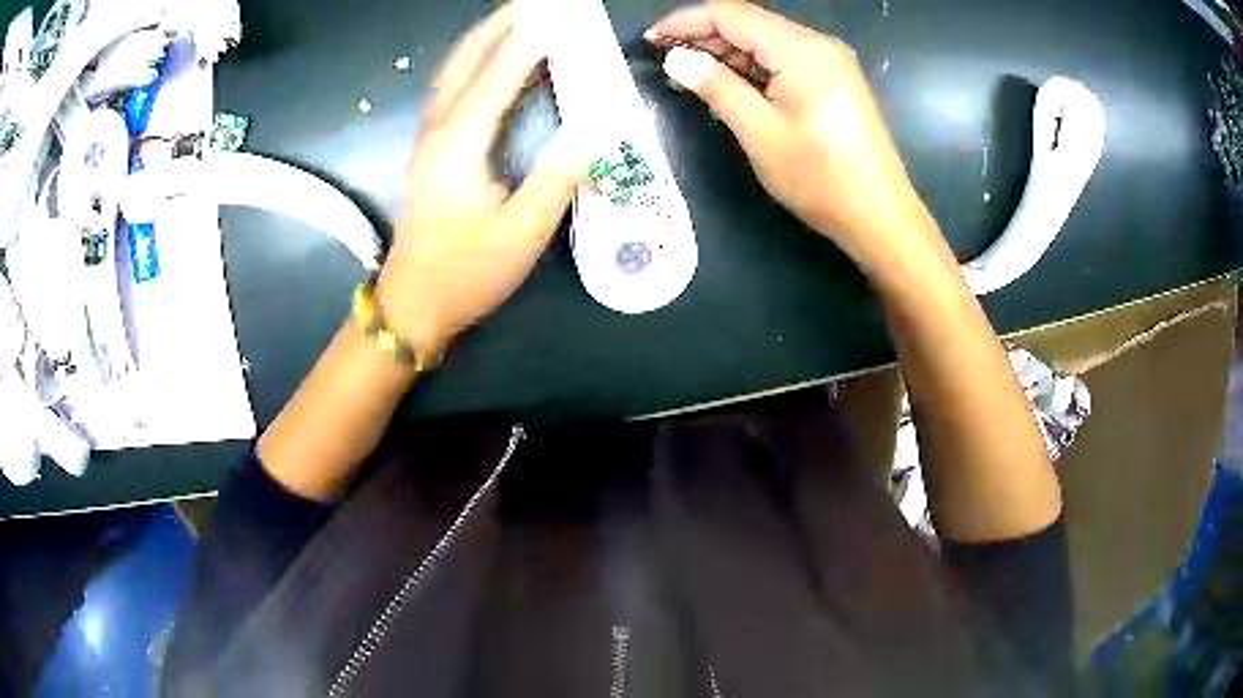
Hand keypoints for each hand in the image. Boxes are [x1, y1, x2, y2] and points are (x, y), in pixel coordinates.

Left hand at [377, 5, 583, 357]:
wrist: (415, 304)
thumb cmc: (467, 274)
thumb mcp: (521, 234)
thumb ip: (556, 178)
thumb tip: (592, 129)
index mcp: (459, 148)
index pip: (496, 80)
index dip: (527, 44)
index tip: (554, 16)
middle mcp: (437, 133)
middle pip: (464, 64)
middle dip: (497, 27)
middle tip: (530, 3)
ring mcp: (428, 140)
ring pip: (452, 74)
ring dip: (481, 40)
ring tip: (511, 18)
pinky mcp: (429, 151)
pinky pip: (449, 91)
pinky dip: (470, 64)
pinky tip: (486, 60)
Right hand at [647, 3, 940, 274]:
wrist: (880, 216)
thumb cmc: (821, 179)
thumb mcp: (760, 133)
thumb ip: (717, 87)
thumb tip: (676, 58)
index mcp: (801, 50)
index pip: (731, 15)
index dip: (686, 21)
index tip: (651, 39)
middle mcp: (818, 44)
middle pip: (750, 23)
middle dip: (704, 36)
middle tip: (664, 59)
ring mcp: (831, 62)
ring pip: (766, 41)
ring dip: (726, 52)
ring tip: (688, 73)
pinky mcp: (835, 81)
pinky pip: (785, 60)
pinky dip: (753, 67)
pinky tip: (728, 83)